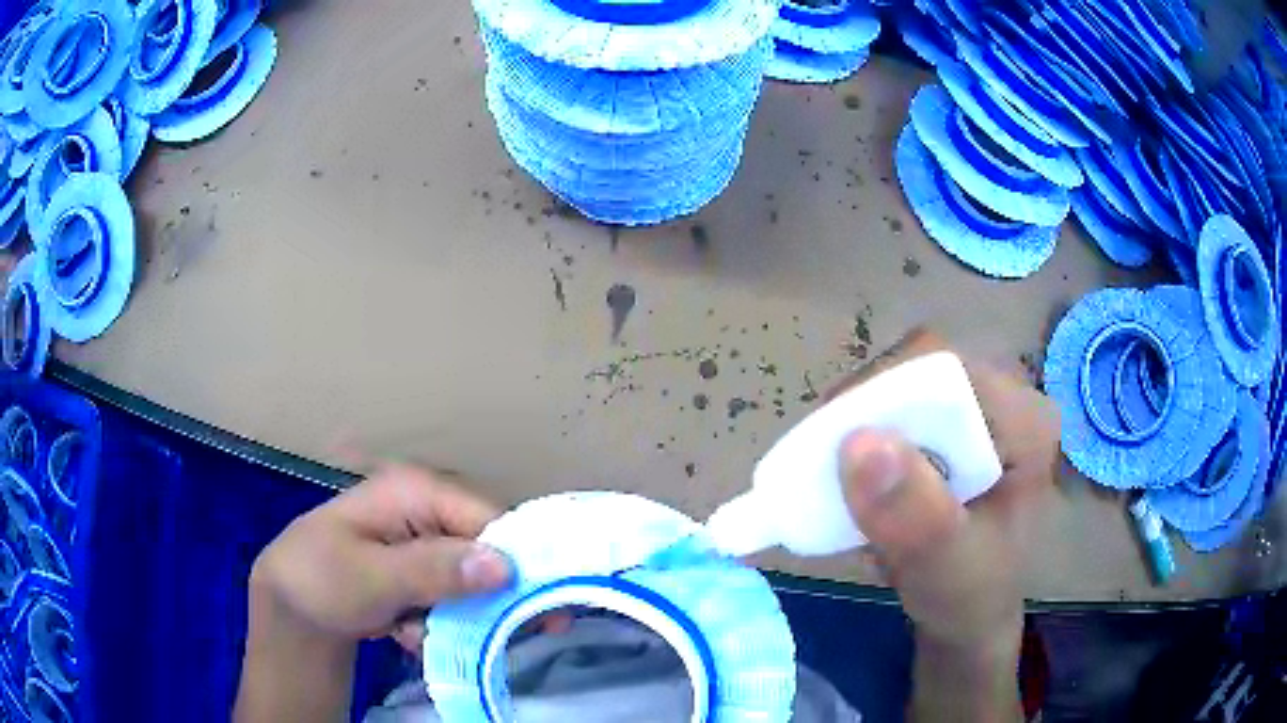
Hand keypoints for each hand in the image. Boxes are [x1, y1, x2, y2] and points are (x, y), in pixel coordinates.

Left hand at [249, 464, 512, 648]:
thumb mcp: (370, 578)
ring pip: (472, 578)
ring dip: (461, 614)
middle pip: (486, 549)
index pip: (488, 518)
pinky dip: (443, 618)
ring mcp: (422, 540)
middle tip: (501, 636)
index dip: (520, 560)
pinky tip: (413, 632)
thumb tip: (504, 565)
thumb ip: (433, 570)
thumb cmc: (319, 580)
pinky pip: (453, 593)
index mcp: (414, 490)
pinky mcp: (419, 568)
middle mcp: (426, 509)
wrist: (289, 607)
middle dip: (488, 596)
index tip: (545, 610)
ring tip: (426, 635)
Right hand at [828, 329, 1057, 721]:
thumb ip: (913, 516)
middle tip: (824, 467)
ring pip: (904, 386)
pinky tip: (859, 478)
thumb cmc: (968, 598)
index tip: (829, 444)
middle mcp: (1007, 398)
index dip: (881, 394)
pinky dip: (868, 439)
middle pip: (920, 371)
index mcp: (1025, 421)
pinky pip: (899, 408)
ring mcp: (981, 408)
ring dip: (861, 427)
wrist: (969, 616)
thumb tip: (857, 443)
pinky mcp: (955, 424)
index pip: (945, 371)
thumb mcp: (945, 568)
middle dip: (866, 414)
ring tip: (838, 479)